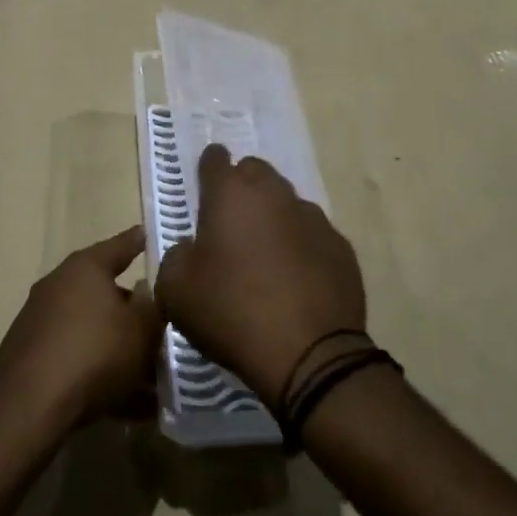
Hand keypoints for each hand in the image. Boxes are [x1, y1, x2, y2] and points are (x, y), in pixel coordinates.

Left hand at [0, 227, 161, 435]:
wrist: (30, 407)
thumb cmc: (94, 353)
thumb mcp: (141, 330)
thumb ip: (152, 306)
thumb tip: (146, 290)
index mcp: (85, 267)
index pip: (120, 246)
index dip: (138, 241)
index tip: (149, 234)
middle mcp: (59, 285)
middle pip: (106, 294)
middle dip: (133, 314)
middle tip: (159, 330)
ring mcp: (40, 320)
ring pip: (92, 331)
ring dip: (119, 351)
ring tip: (150, 381)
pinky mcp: (30, 355)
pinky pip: (76, 358)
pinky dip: (99, 374)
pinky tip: (126, 406)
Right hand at [156, 145, 366, 407]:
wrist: (309, 355)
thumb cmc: (231, 312)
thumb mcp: (175, 291)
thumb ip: (176, 256)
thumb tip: (191, 249)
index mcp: (230, 194)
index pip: (215, 159)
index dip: (208, 168)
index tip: (205, 186)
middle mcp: (273, 193)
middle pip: (255, 173)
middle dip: (242, 189)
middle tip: (231, 225)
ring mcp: (312, 217)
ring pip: (286, 203)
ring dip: (273, 219)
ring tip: (265, 258)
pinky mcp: (341, 247)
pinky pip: (313, 235)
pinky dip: (301, 247)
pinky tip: (296, 281)